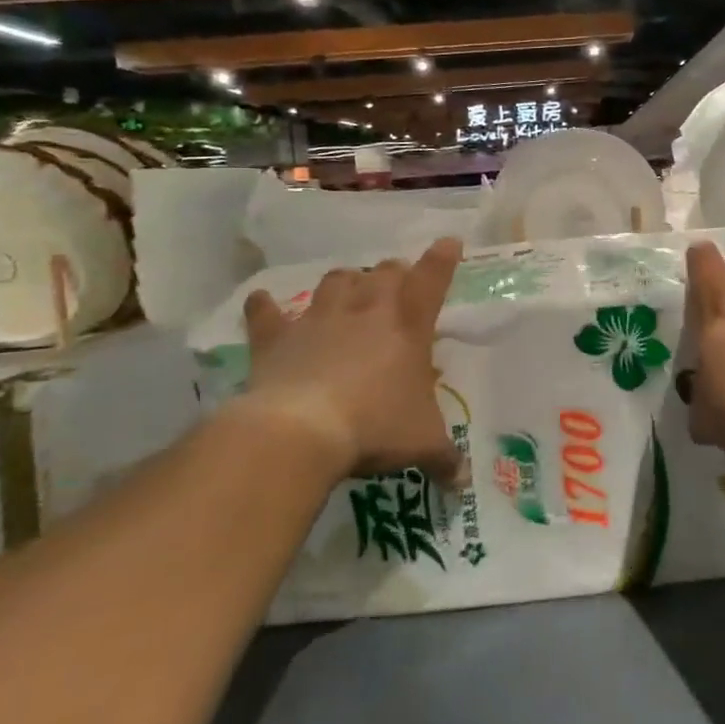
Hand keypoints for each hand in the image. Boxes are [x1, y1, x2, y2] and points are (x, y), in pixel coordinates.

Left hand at [235, 238, 464, 481]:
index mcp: (408, 327)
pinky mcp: (277, 337)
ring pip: (335, 281)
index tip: (449, 241)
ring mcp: (318, 320)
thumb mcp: (423, 445)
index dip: (443, 259)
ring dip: (345, 283)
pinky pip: (267, 313)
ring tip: (348, 292)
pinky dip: (266, 308)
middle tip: (396, 285)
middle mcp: (366, 311)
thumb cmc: (375, 428)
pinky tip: (262, 303)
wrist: (300, 433)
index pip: (432, 280)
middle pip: (383, 273)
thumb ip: (446, 459)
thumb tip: (462, 481)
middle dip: (393, 274)